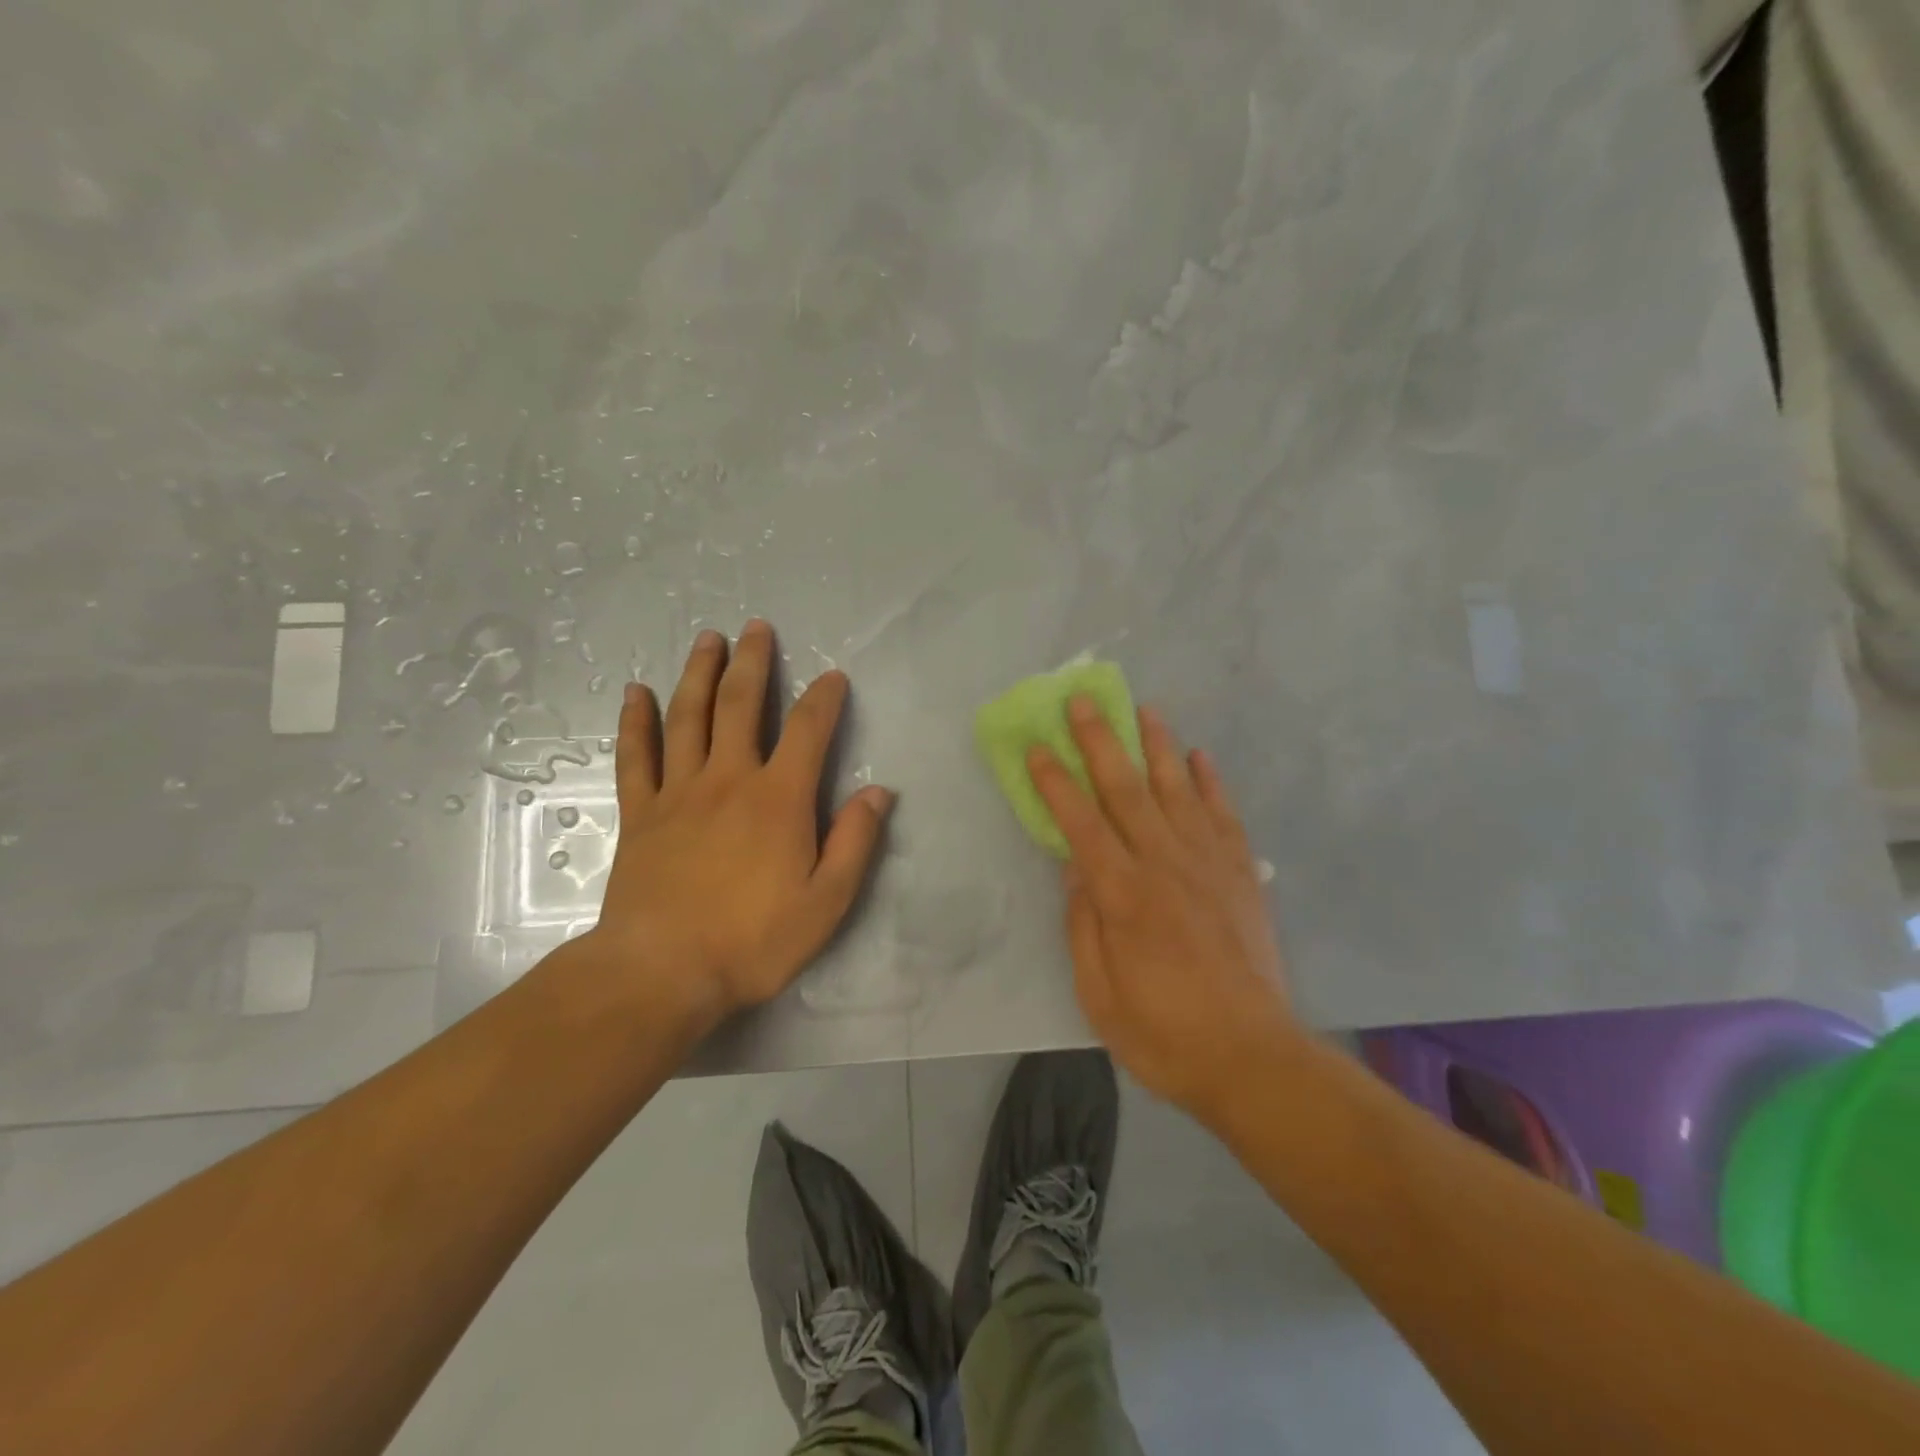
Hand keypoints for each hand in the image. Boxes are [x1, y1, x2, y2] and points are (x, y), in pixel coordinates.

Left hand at [582, 620, 892, 1032]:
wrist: (661, 973)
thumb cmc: (753, 941)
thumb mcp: (827, 902)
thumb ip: (855, 842)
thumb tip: (879, 793)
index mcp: (779, 799)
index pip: (809, 731)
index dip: (824, 698)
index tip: (833, 676)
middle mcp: (729, 779)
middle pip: (742, 705)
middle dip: (753, 663)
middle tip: (756, 627)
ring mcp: (678, 792)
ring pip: (688, 717)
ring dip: (699, 674)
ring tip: (707, 639)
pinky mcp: (640, 813)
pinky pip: (635, 756)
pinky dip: (635, 722)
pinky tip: (634, 693)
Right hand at [1029, 697, 1298, 1124]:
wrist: (1253, 1059)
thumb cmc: (1164, 1034)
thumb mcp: (1099, 994)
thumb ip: (1083, 924)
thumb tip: (1074, 867)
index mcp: (1124, 896)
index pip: (1080, 823)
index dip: (1055, 782)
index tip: (1037, 747)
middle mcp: (1165, 865)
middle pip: (1126, 789)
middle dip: (1100, 741)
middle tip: (1083, 700)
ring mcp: (1208, 865)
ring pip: (1177, 790)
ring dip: (1157, 745)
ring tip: (1142, 708)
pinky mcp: (1240, 875)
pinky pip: (1223, 815)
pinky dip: (1210, 781)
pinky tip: (1199, 756)